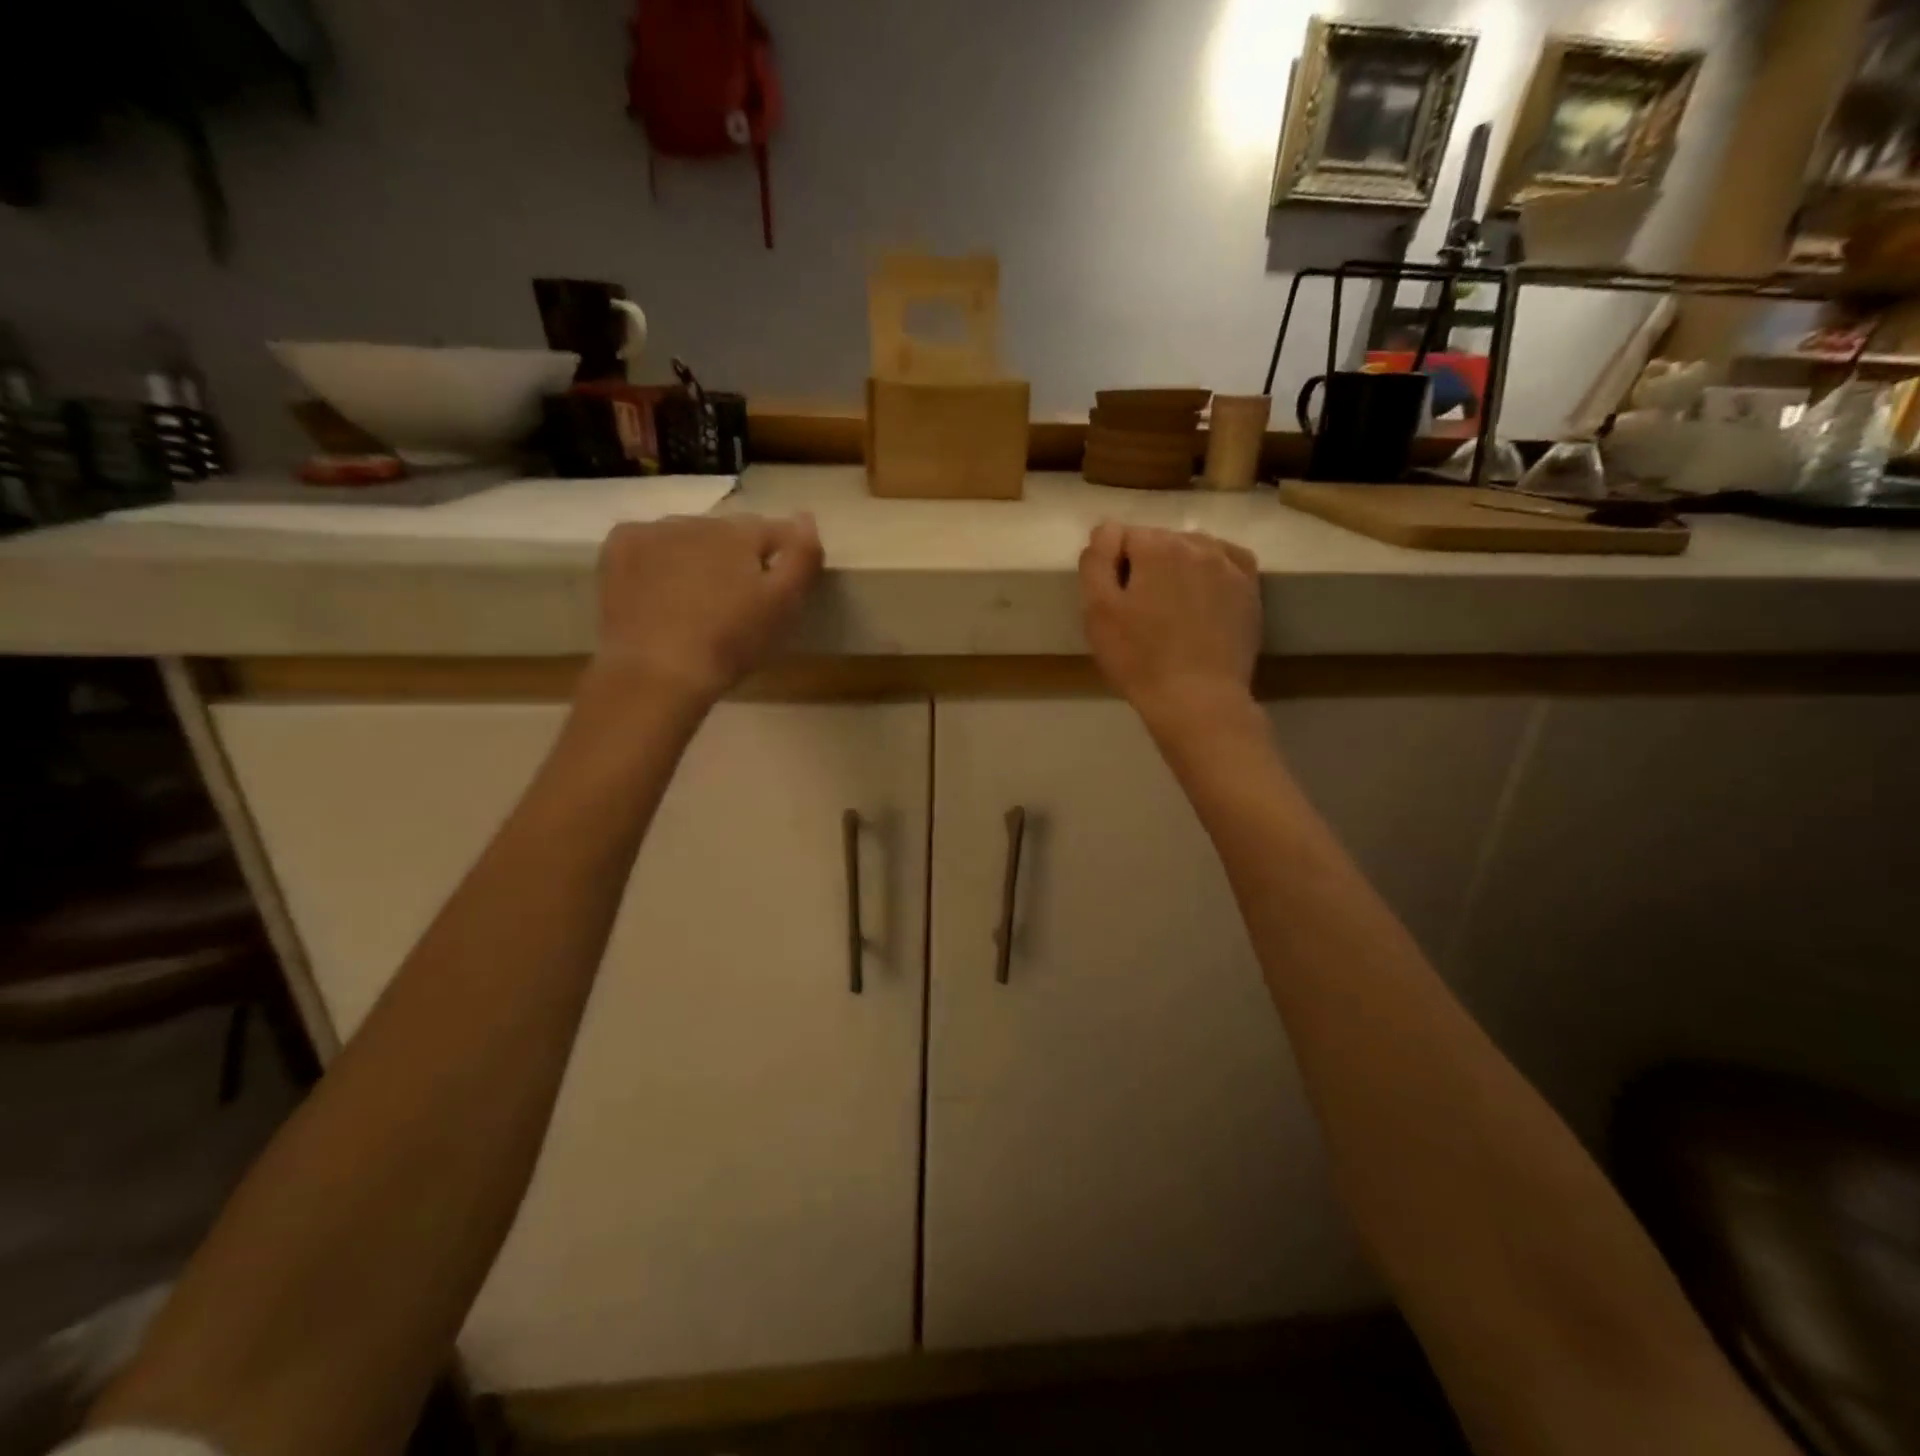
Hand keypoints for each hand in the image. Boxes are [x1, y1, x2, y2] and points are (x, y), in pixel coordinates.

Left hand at [591, 513, 823, 709]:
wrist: (657, 672)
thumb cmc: (730, 642)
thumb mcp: (784, 605)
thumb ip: (802, 557)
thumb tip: (806, 516)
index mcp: (738, 532)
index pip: (773, 531)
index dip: (782, 557)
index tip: (781, 588)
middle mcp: (695, 520)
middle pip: (727, 534)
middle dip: (736, 558)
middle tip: (737, 603)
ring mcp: (651, 531)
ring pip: (687, 538)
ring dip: (697, 558)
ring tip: (697, 601)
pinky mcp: (617, 550)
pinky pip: (649, 546)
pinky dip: (658, 561)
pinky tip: (660, 593)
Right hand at [1079, 522, 1260, 737]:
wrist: (1197, 699)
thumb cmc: (1139, 658)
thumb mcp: (1098, 611)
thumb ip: (1097, 560)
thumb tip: (1107, 529)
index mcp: (1157, 546)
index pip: (1123, 537)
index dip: (1112, 567)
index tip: (1114, 601)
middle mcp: (1197, 544)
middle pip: (1159, 541)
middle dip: (1146, 565)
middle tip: (1139, 611)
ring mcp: (1229, 565)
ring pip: (1193, 549)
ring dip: (1178, 568)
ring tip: (1171, 609)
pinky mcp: (1250, 590)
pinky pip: (1227, 561)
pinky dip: (1212, 569)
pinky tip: (1203, 594)